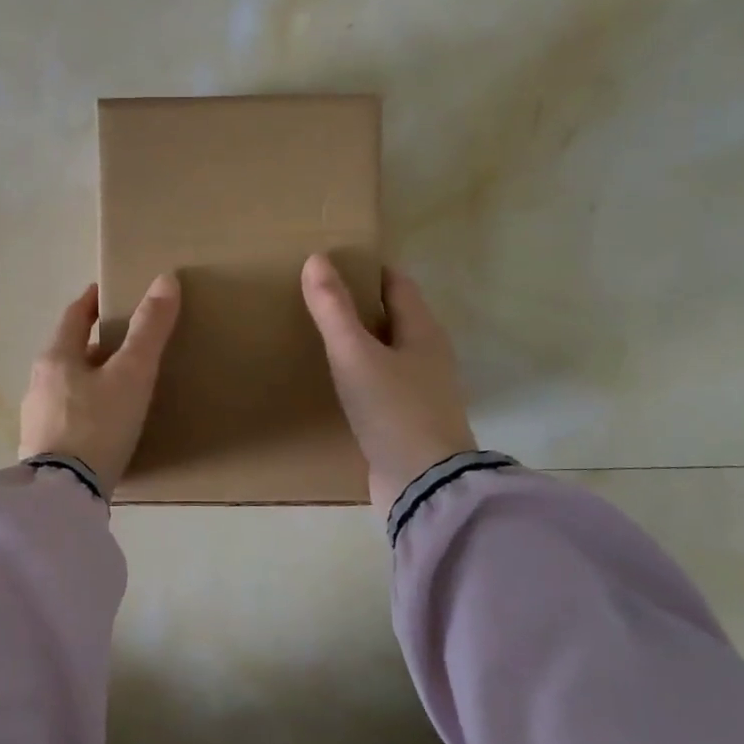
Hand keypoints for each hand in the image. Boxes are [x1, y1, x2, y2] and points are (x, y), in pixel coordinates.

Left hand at [19, 275, 181, 494]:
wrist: (65, 494)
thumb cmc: (98, 425)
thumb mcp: (132, 375)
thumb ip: (149, 329)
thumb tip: (166, 279)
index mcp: (56, 358)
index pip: (73, 317)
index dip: (91, 303)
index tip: (105, 294)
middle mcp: (38, 383)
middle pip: (68, 353)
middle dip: (94, 346)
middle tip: (124, 345)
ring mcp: (35, 418)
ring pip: (66, 387)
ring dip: (88, 380)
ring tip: (117, 387)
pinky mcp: (40, 449)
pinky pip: (65, 417)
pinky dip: (84, 410)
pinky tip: (101, 426)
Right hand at [301, 254, 476, 515]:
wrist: (423, 484)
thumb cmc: (393, 410)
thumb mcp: (355, 355)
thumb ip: (333, 310)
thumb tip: (316, 259)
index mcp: (423, 332)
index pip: (398, 285)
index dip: (369, 271)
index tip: (334, 265)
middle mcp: (428, 357)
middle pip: (394, 319)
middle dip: (361, 306)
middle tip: (319, 300)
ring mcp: (420, 392)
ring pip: (387, 354)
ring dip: (360, 343)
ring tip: (321, 338)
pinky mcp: (407, 421)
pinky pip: (381, 386)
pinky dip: (360, 376)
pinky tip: (336, 384)